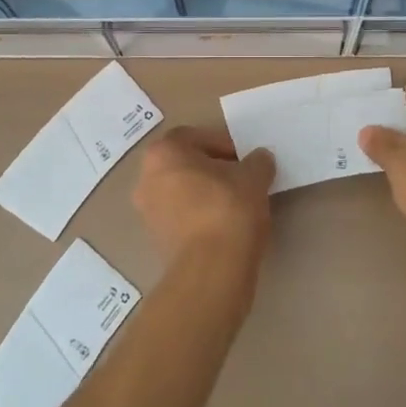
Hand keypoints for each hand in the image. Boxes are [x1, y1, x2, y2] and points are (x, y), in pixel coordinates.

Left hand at [132, 127, 275, 277]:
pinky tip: (225, 225)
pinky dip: (200, 216)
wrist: (212, 269)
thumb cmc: (228, 209)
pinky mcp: (156, 241)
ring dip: (206, 193)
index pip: (195, 136)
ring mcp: (147, 212)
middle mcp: (146, 178)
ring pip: (181, 191)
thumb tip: (259, 161)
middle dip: (213, 168)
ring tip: (237, 202)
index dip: (223, 143)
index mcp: (163, 153)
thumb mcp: (254, 176)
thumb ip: (257, 161)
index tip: (244, 158)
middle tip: (241, 177)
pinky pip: (181, 217)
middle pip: (184, 164)